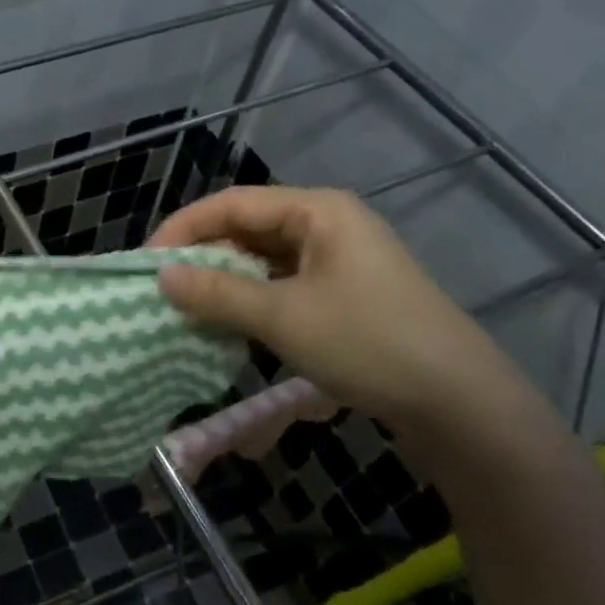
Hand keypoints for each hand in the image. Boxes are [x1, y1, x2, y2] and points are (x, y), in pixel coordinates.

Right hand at [149, 186, 516, 430]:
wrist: (458, 402)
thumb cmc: (366, 342)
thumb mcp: (282, 316)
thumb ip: (216, 292)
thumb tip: (160, 276)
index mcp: (318, 210)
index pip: (232, 203)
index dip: (183, 228)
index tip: (147, 263)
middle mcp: (328, 225)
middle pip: (247, 227)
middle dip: (202, 255)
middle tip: (163, 288)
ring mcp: (339, 260)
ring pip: (263, 259)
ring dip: (224, 281)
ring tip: (187, 307)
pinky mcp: (344, 293)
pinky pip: (282, 284)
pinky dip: (250, 300)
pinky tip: (229, 323)